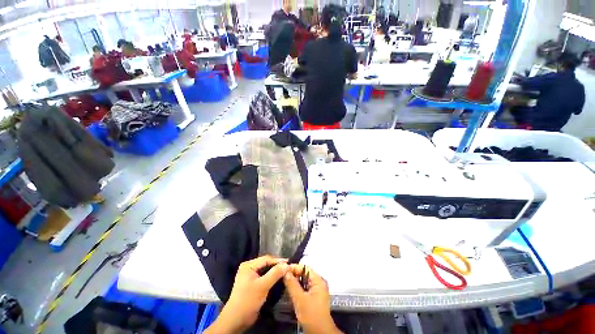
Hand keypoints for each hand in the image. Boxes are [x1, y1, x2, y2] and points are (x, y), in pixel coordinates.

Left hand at [205, 256, 288, 333]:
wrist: (236, 320)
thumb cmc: (248, 300)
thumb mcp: (263, 286)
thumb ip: (275, 274)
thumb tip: (287, 265)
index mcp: (248, 265)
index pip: (266, 259)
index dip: (278, 261)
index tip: (289, 263)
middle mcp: (249, 268)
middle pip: (266, 264)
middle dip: (277, 266)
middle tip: (289, 268)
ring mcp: (250, 276)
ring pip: (266, 271)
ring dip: (275, 272)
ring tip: (286, 273)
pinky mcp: (252, 284)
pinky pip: (264, 277)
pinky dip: (271, 278)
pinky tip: (279, 279)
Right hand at [283, 265, 341, 333]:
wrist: (320, 333)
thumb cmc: (312, 315)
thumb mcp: (300, 299)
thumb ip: (292, 284)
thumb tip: (285, 271)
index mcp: (318, 280)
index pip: (305, 267)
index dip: (294, 267)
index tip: (283, 270)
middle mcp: (319, 283)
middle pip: (304, 273)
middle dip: (293, 275)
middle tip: (282, 276)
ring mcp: (317, 290)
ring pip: (303, 281)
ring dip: (294, 282)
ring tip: (284, 282)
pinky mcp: (314, 297)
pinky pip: (304, 288)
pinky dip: (297, 288)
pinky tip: (290, 291)